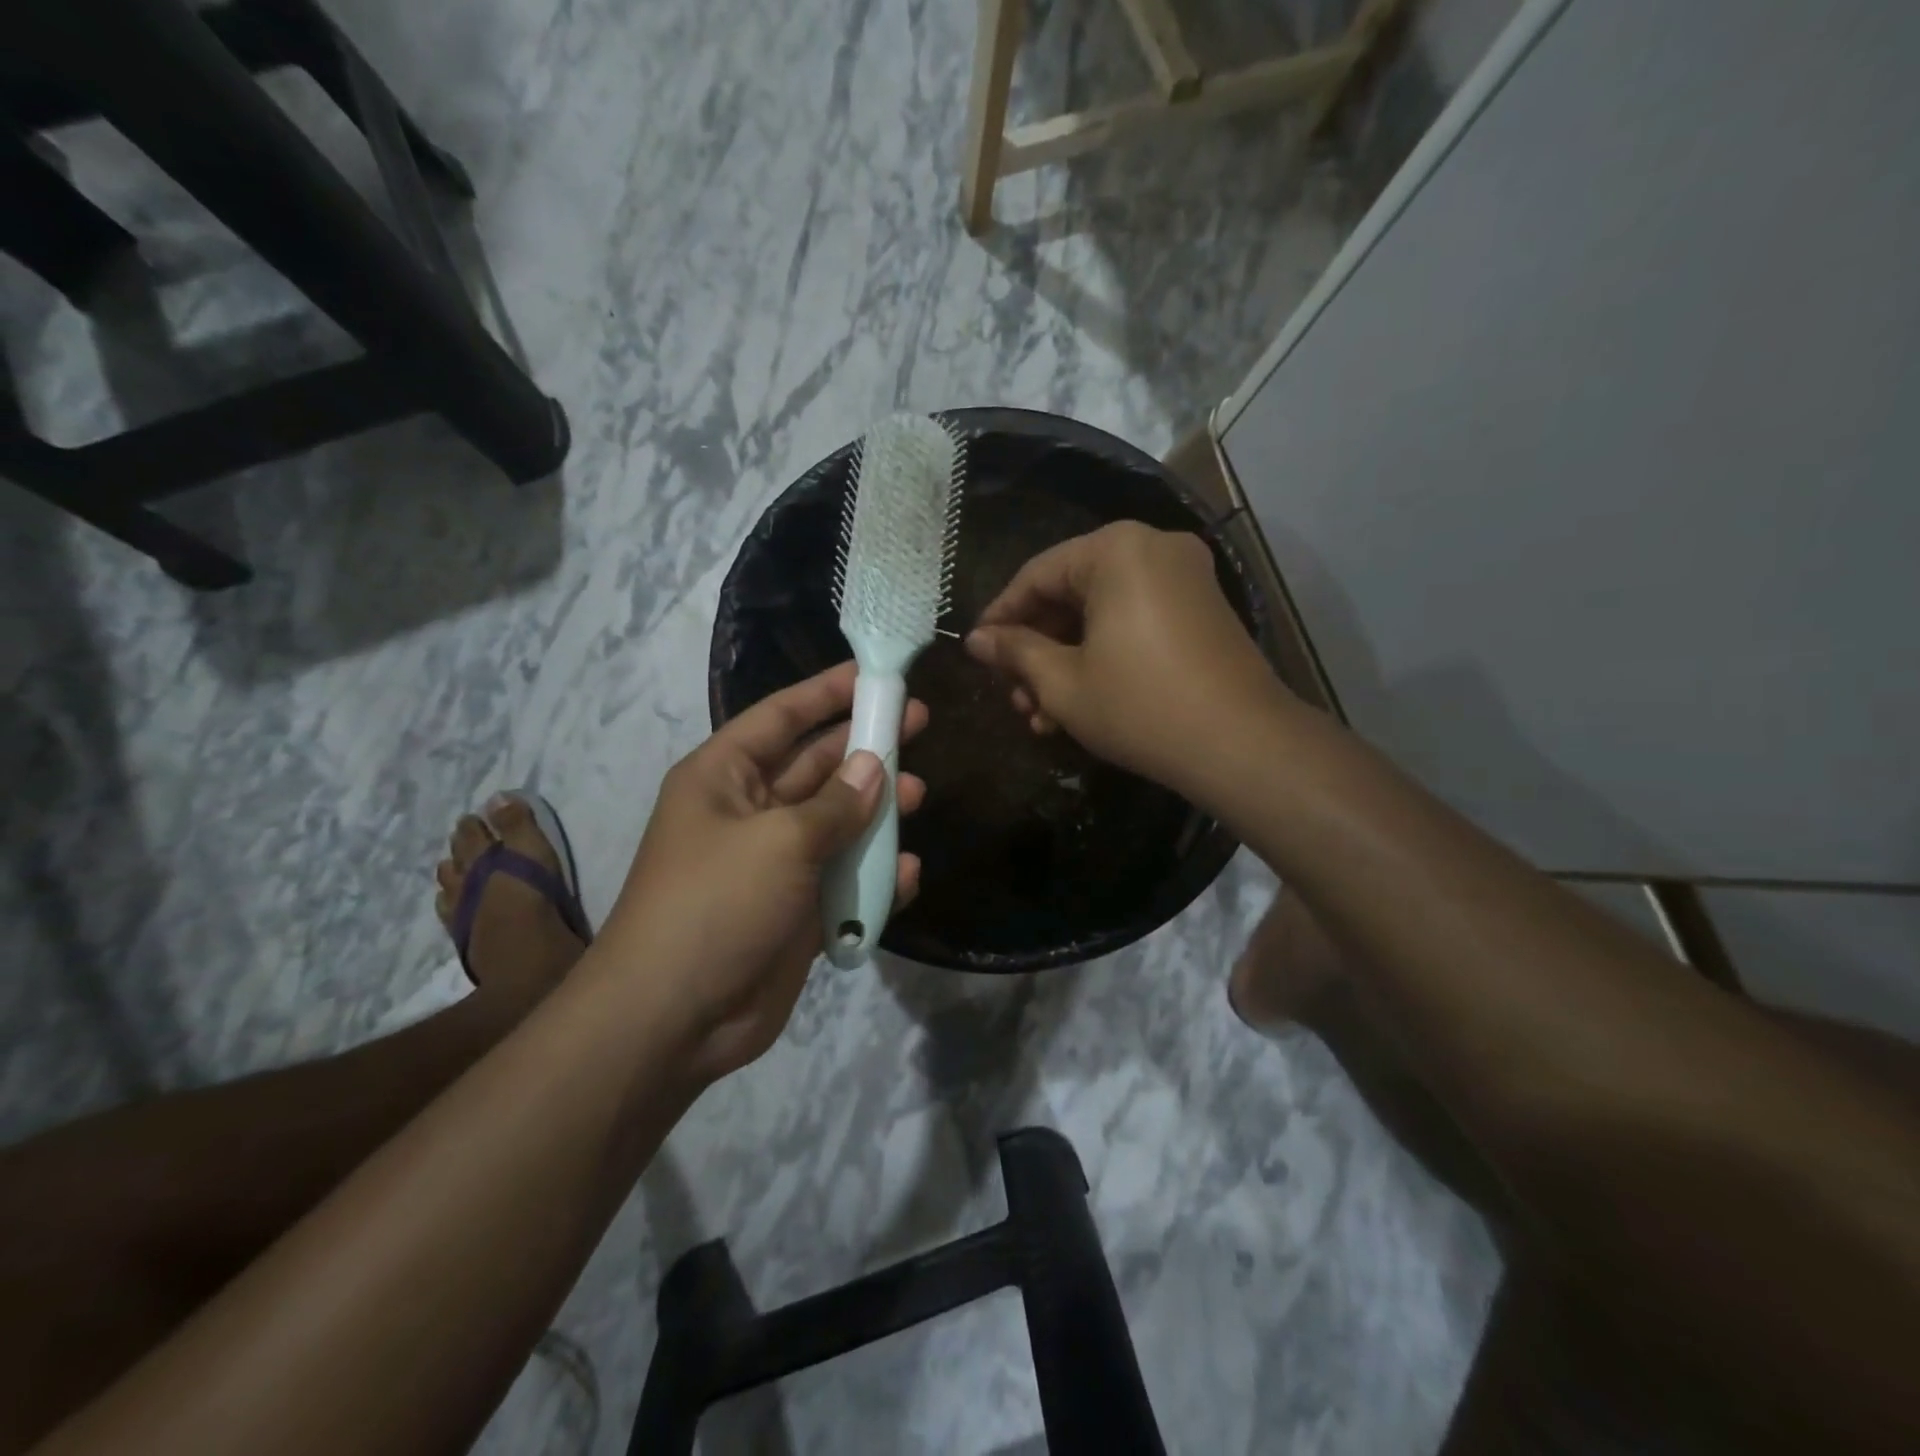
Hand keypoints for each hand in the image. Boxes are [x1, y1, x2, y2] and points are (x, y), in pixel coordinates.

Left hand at [599, 663, 925, 1081]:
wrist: (673, 1019)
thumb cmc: (716, 903)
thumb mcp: (780, 840)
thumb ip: (836, 803)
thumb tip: (876, 767)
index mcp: (724, 777)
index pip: (781, 717)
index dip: (827, 691)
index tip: (874, 674)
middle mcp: (749, 812)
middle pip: (816, 766)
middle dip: (864, 747)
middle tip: (918, 725)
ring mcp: (773, 863)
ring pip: (835, 823)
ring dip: (875, 811)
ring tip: (919, 795)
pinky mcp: (795, 911)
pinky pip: (841, 880)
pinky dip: (872, 876)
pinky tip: (905, 874)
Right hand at [965, 523, 1285, 795]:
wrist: (1242, 745)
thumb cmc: (1140, 706)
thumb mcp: (1062, 682)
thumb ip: (1015, 652)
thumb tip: (976, 640)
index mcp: (1116, 550)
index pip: (1037, 575)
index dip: (1000, 617)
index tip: (977, 653)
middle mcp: (1153, 548)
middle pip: (1071, 594)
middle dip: (1036, 651)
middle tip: (1014, 696)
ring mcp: (1184, 578)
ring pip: (1101, 614)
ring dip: (1066, 662)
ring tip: (1041, 715)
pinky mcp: (1201, 611)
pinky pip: (1134, 622)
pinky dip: (1103, 656)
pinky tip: (1079, 706)